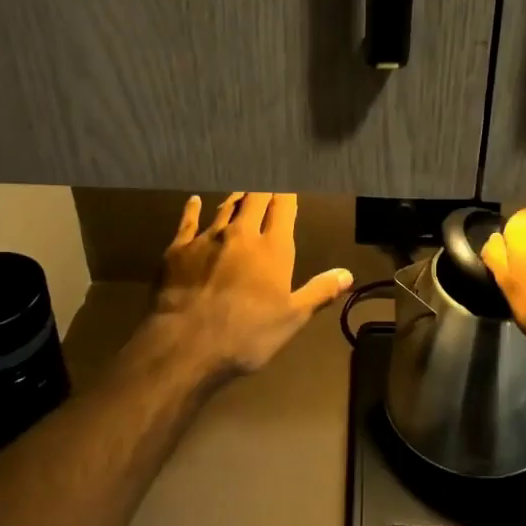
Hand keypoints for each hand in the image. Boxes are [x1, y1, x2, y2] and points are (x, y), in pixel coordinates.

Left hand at [148, 192, 352, 377]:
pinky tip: (193, 201)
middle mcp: (241, 234)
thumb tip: (347, 274)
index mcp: (273, 248)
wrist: (187, 343)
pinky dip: (192, 209)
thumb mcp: (292, 318)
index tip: (289, 184)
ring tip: (241, 191)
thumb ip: (319, 292)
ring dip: (235, 198)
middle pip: (254, 200)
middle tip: (266, 181)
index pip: (283, 209)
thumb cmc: (247, 334)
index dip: (286, 194)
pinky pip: (188, 221)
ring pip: (225, 208)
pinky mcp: (178, 249)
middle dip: (263, 189)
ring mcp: (207, 238)